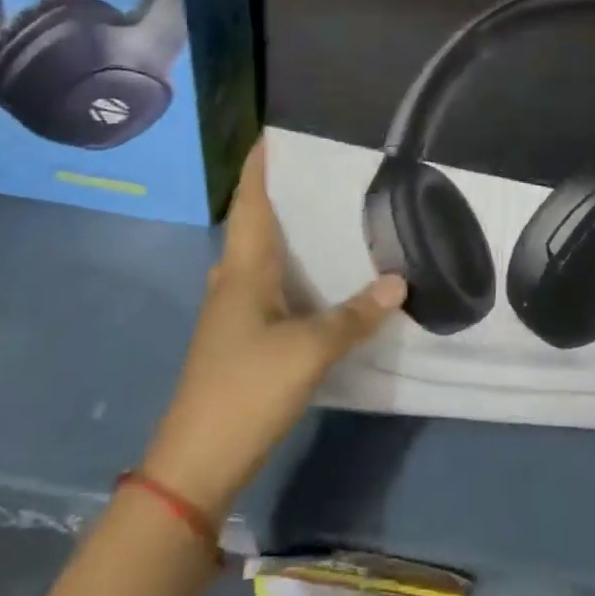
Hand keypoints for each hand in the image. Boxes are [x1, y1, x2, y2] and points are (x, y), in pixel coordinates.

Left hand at [142, 142, 406, 518]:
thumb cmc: (247, 390)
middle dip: (279, 191)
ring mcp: (231, 311)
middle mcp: (232, 280)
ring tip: (325, 212)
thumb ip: (354, 315)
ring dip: (284, 231)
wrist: (195, 464)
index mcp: (243, 269)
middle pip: (253, 222)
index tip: (276, 131)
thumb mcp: (309, 350)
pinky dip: (288, 269)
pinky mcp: (239, 338)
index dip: (259, 164)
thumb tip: (399, 281)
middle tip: (321, 168)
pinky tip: (315, 277)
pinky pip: (266, 285)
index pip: (249, 200)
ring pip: (259, 255)